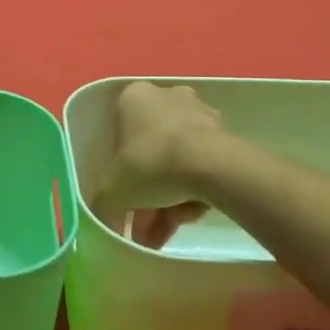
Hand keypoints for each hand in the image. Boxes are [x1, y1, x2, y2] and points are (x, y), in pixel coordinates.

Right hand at [91, 82, 232, 248]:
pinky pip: (201, 165)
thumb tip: (107, 222)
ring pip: (176, 161)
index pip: (117, 134)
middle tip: (145, 226)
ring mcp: (200, 113)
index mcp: (133, 97)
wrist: (215, 166)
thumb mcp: (113, 190)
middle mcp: (166, 96)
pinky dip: (193, 191)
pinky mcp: (226, 134)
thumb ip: (103, 204)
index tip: (123, 197)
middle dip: (147, 193)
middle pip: (150, 151)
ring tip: (167, 233)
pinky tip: (189, 218)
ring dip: (170, 199)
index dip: (118, 171)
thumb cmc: (153, 164)